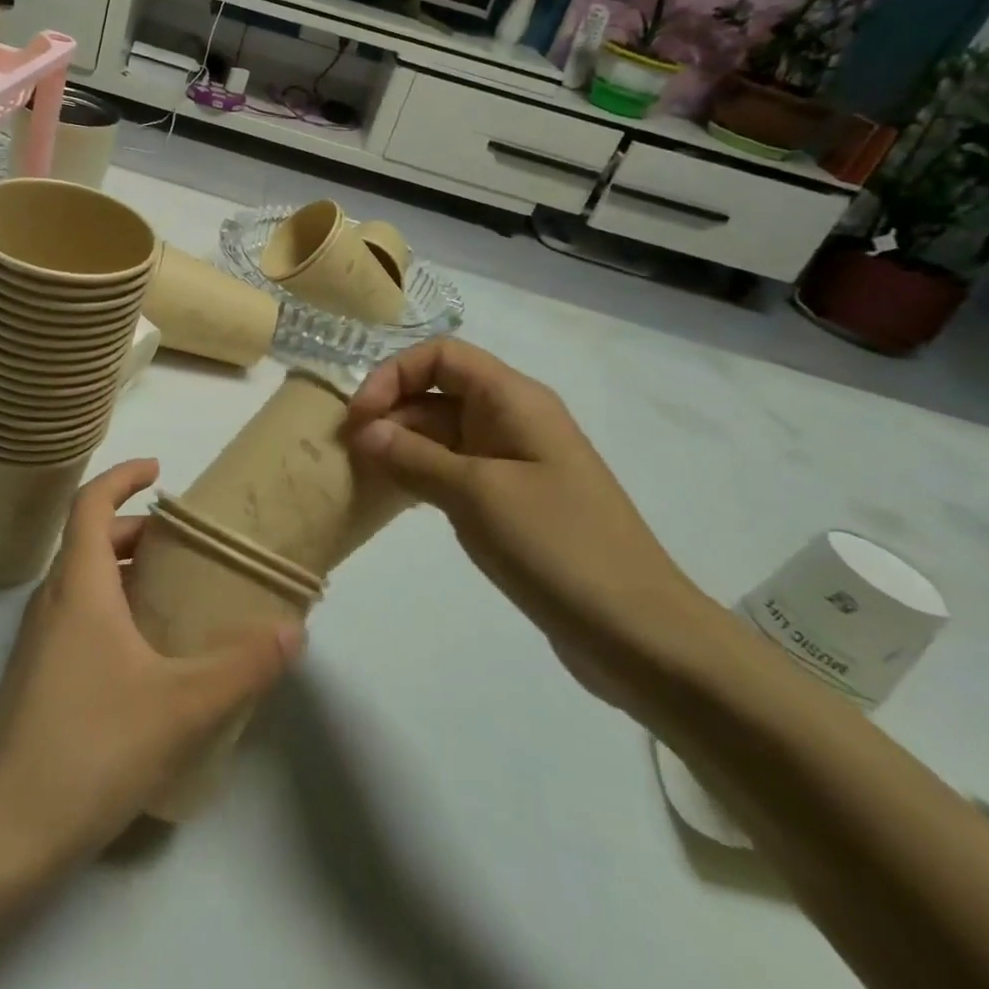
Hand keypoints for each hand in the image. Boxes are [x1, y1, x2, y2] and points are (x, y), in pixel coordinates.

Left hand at [0, 459, 301, 868]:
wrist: (1, 832)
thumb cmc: (90, 746)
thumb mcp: (181, 706)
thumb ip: (242, 666)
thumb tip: (293, 630)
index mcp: (79, 585)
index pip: (90, 503)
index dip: (122, 476)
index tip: (159, 470)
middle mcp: (53, 601)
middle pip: (91, 540)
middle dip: (136, 529)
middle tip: (184, 544)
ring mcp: (39, 641)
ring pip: (84, 581)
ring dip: (125, 571)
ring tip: (175, 592)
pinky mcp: (36, 677)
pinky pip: (78, 617)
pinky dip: (114, 608)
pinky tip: (148, 655)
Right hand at [345, 339, 723, 724]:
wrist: (639, 634)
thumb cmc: (557, 546)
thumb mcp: (476, 494)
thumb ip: (413, 457)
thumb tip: (363, 431)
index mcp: (513, 399)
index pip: (441, 355)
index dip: (393, 374)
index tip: (359, 417)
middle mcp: (513, 418)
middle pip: (437, 391)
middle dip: (390, 412)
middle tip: (349, 453)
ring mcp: (514, 460)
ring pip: (442, 432)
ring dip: (401, 445)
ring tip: (362, 474)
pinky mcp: (512, 499)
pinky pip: (455, 469)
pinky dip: (421, 474)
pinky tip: (395, 497)